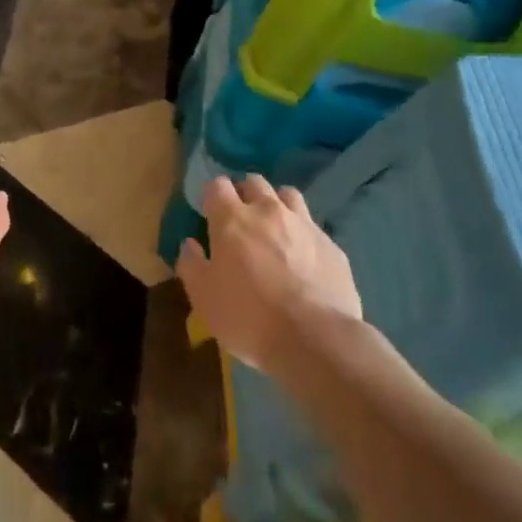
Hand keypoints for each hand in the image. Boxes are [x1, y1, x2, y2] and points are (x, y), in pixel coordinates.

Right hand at [178, 175, 361, 374]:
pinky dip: (302, 234)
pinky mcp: (331, 244)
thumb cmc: (248, 317)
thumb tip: (190, 245)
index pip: (217, 185)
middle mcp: (268, 211)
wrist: (315, 339)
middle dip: (244, 194)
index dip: (212, 195)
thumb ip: (191, 265)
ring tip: (274, 228)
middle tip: (240, 219)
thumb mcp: (204, 298)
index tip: (210, 213)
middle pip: (254, 182)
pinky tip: (303, 258)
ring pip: (287, 195)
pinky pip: (313, 227)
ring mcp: (304, 224)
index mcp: (232, 219)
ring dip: (276, 204)